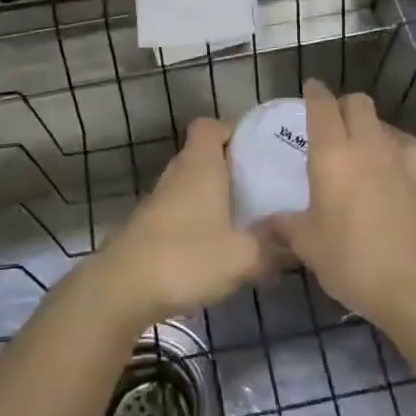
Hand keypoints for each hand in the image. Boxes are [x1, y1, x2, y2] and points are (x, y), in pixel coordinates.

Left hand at [94, 118, 272, 329]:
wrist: (122, 289)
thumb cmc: (186, 257)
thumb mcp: (243, 257)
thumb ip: (272, 249)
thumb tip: (294, 246)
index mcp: (200, 165)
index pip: (210, 125)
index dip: (233, 130)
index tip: (259, 148)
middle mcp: (177, 174)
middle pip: (203, 155)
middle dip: (231, 168)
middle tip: (262, 187)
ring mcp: (158, 201)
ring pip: (191, 186)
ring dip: (214, 198)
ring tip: (245, 220)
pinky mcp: (148, 228)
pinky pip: (180, 213)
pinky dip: (198, 222)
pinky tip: (217, 249)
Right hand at [266, 80, 415, 328]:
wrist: (414, 285)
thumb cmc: (351, 259)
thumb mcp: (308, 245)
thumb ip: (284, 226)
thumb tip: (262, 224)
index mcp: (331, 154)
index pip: (322, 105)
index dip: (315, 93)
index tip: (309, 89)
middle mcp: (365, 145)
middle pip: (357, 102)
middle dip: (342, 105)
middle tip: (328, 123)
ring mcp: (397, 159)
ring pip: (382, 121)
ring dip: (368, 124)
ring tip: (357, 144)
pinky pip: (408, 145)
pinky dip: (397, 145)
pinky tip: (390, 161)